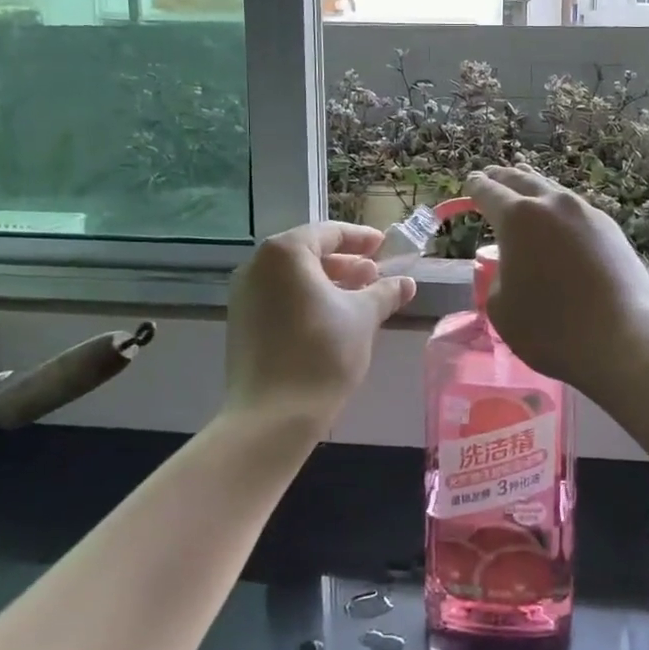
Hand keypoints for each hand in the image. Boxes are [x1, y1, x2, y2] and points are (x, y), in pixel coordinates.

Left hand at [224, 222, 415, 424]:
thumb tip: (406, 282)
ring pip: (293, 278)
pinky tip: (333, 319)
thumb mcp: (363, 317)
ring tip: (360, 297)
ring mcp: (244, 296)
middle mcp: (257, 266)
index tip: (384, 246)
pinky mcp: (242, 324)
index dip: (360, 238)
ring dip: (328, 283)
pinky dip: (307, 300)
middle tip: (375, 274)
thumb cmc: (322, 353)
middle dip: (345, 262)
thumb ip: (385, 292)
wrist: (273, 416)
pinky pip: (280, 298)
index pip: (328, 233)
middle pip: (307, 253)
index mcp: (285, 253)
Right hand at [465, 165, 648, 391]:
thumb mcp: (501, 308)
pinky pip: (577, 210)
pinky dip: (561, 210)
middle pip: (523, 180)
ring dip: (536, 187)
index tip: (472, 181)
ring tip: (526, 183)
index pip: (489, 192)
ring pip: (554, 191)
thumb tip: (512, 266)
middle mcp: (553, 205)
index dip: (477, 187)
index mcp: (517, 218)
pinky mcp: (612, 230)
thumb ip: (498, 277)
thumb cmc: (549, 327)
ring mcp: (587, 214)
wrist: (621, 338)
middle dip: (505, 178)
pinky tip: (561, 219)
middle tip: (493, 174)